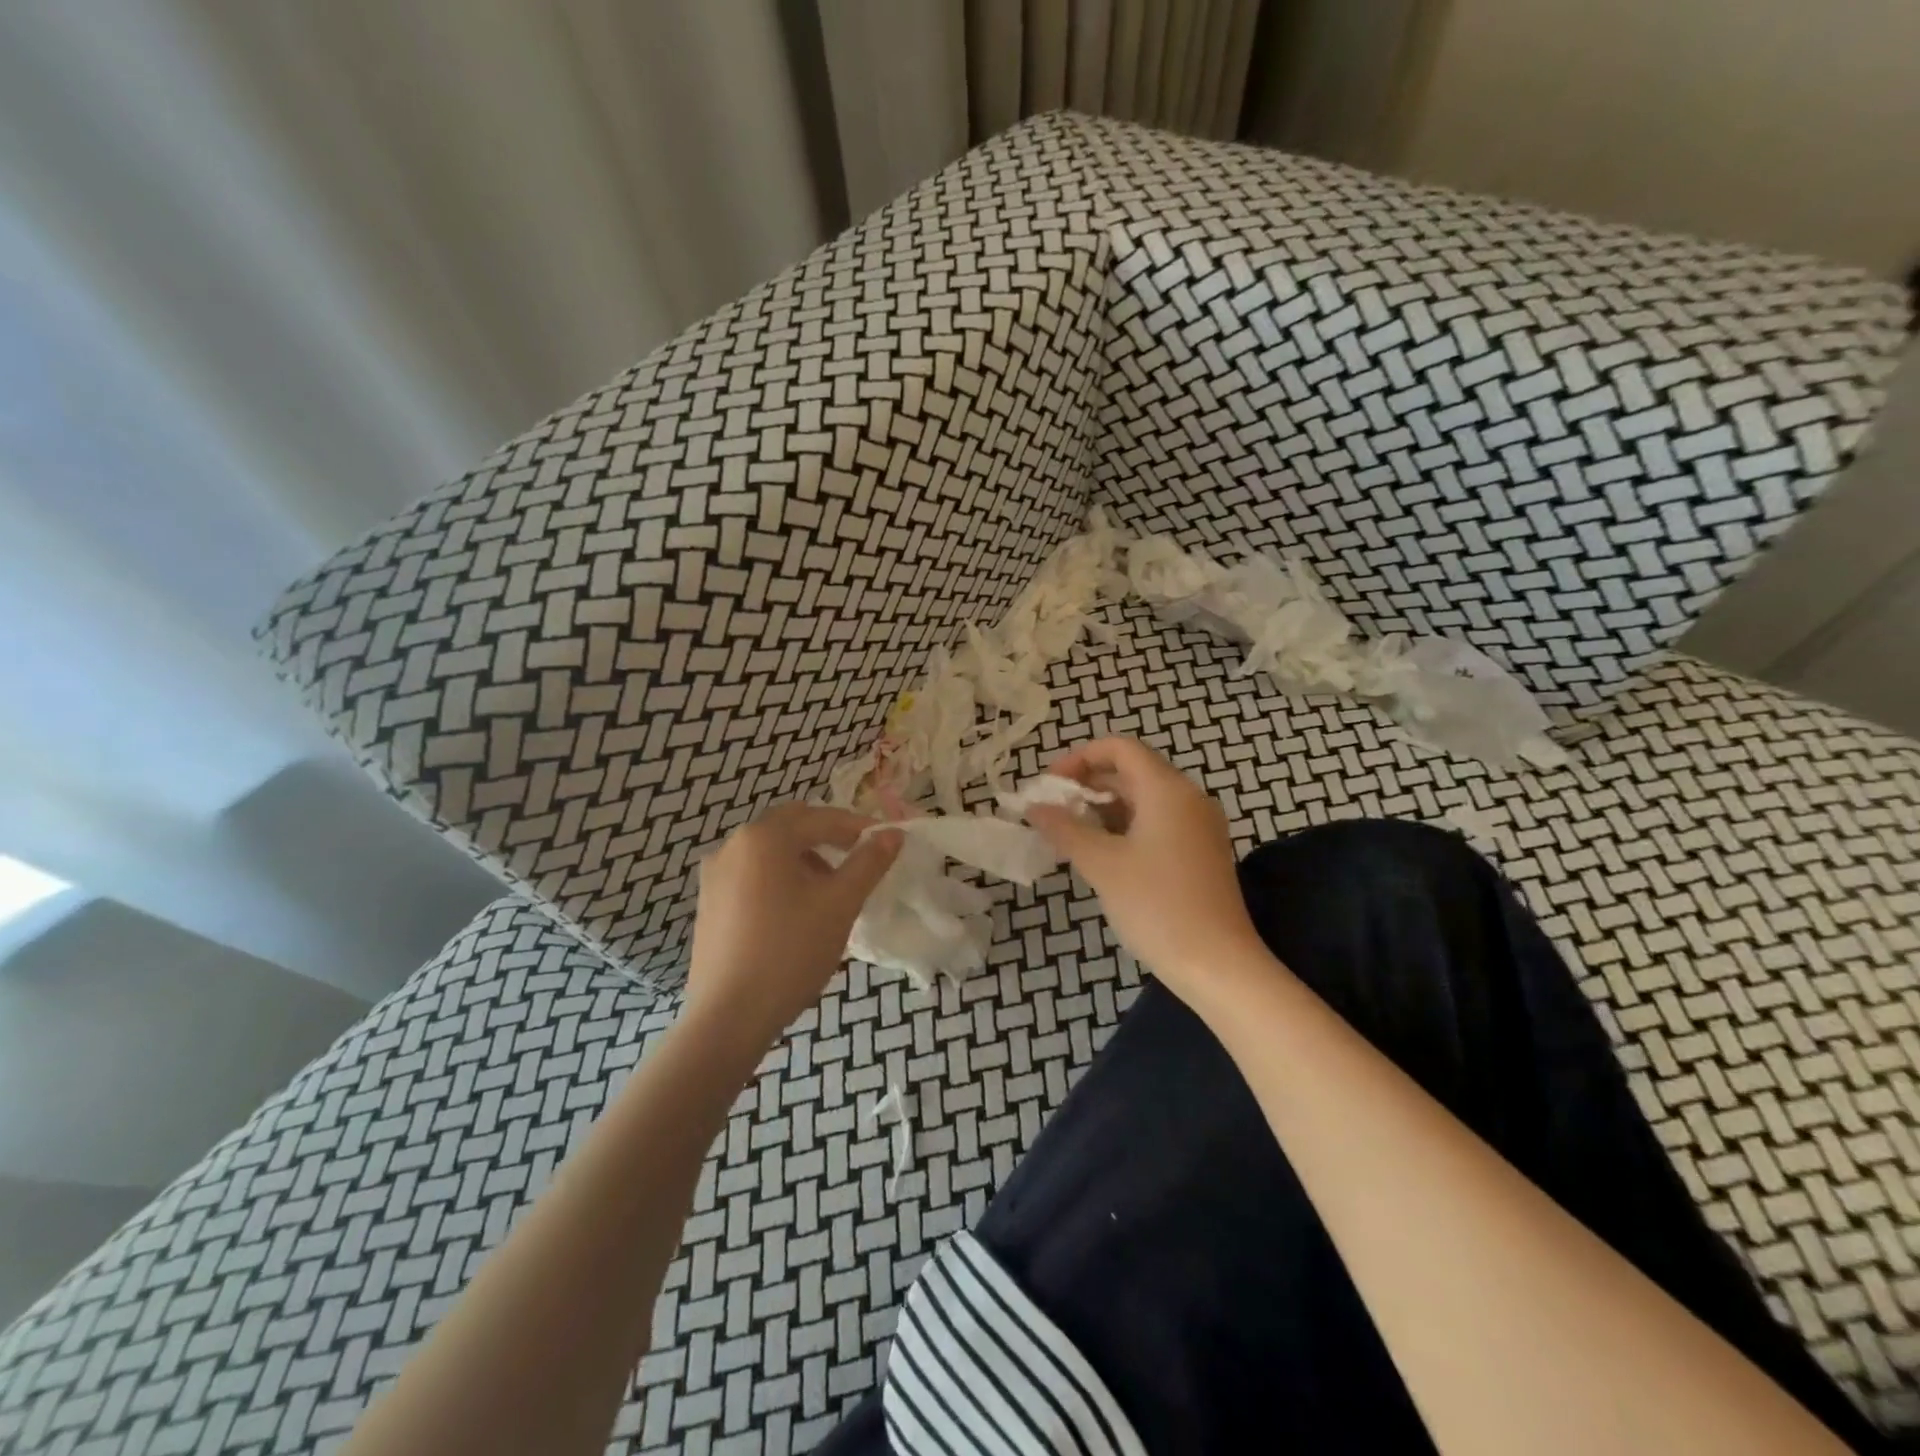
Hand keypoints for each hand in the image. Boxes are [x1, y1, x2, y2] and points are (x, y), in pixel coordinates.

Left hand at [685, 804, 900, 1050]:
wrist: (729, 1017)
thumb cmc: (790, 952)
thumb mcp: (840, 904)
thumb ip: (868, 863)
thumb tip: (892, 835)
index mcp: (764, 837)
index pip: (821, 817)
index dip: (858, 827)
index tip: (886, 842)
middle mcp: (733, 845)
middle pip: (791, 826)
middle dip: (828, 837)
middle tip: (859, 859)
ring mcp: (715, 875)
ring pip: (770, 851)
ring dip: (804, 858)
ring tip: (831, 890)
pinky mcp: (709, 903)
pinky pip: (752, 874)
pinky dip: (780, 878)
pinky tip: (797, 912)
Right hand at [1025, 738, 1264, 992]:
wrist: (1218, 964)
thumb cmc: (1156, 906)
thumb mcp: (1102, 865)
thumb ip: (1065, 829)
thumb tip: (1035, 808)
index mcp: (1167, 790)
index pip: (1120, 748)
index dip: (1080, 757)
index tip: (1050, 784)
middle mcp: (1188, 798)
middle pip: (1133, 771)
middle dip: (1089, 784)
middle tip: (1053, 809)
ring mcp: (1199, 826)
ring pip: (1145, 799)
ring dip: (1105, 807)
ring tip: (1071, 832)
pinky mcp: (1201, 852)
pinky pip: (1158, 822)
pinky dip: (1126, 826)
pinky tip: (1102, 852)